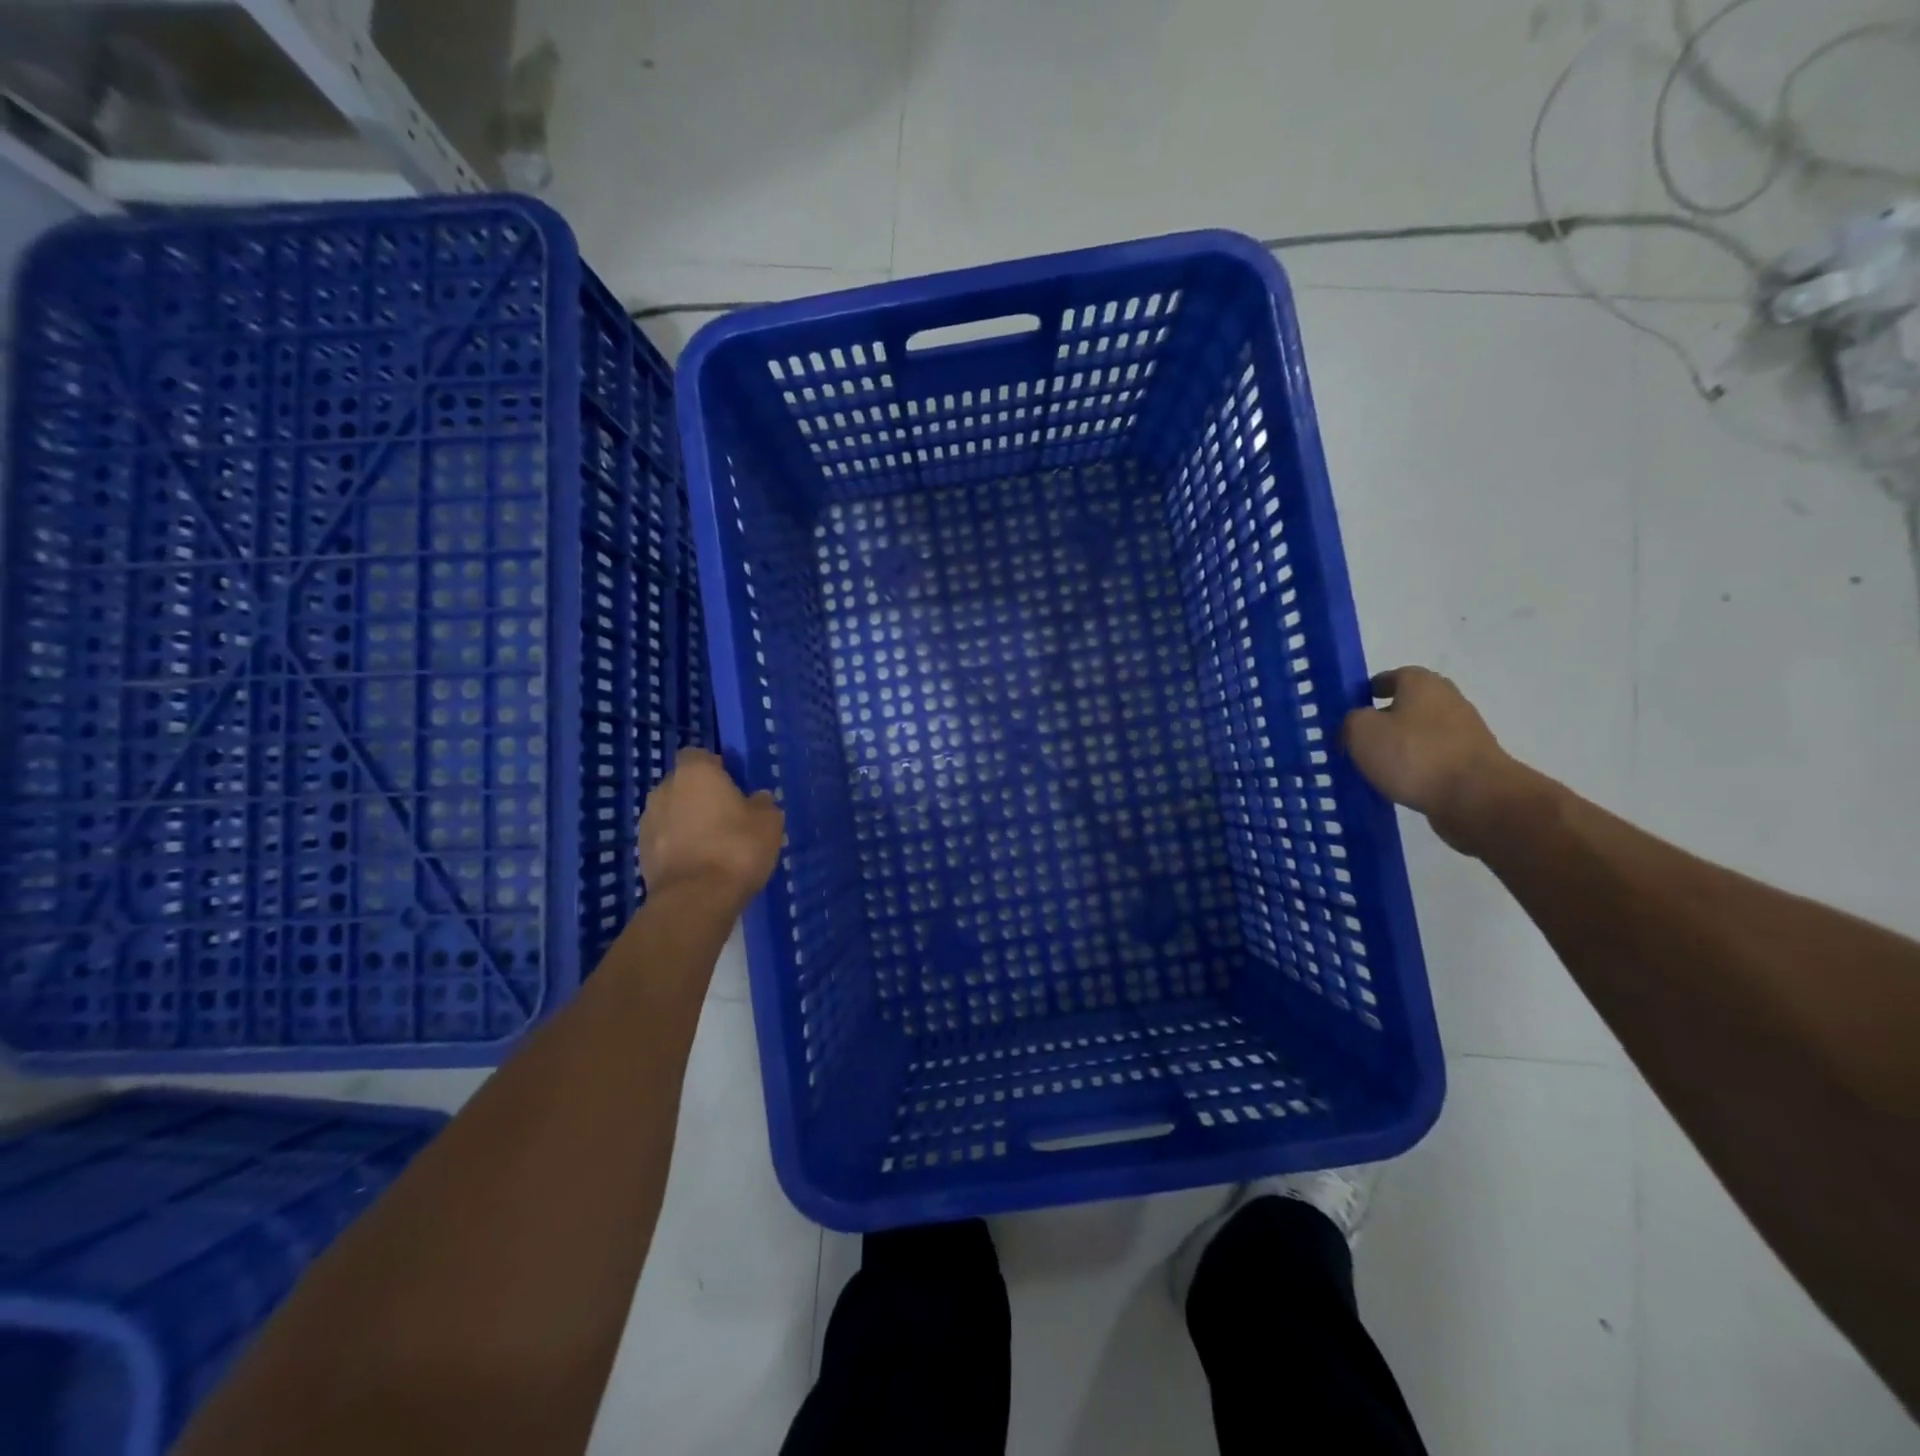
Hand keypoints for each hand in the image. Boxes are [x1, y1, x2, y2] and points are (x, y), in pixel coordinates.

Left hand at [638, 748, 783, 909]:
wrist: (695, 899)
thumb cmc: (736, 848)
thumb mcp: (769, 822)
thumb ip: (763, 804)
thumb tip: (758, 799)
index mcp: (695, 773)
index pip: (699, 755)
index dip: (716, 767)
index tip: (733, 784)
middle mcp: (664, 789)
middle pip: (684, 784)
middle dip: (701, 796)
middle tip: (728, 816)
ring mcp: (648, 821)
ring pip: (672, 812)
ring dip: (688, 821)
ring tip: (714, 844)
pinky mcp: (641, 852)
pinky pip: (665, 839)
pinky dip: (678, 845)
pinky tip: (700, 863)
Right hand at [1340, 667, 1527, 853]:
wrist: (1476, 798)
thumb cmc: (1414, 755)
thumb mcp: (1362, 731)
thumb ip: (1351, 721)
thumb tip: (1357, 724)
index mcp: (1422, 684)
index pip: (1393, 676)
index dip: (1369, 690)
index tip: (1351, 708)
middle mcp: (1448, 700)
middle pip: (1408, 705)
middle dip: (1384, 719)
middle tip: (1358, 739)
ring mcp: (1465, 732)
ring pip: (1420, 733)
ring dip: (1400, 746)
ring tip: (1374, 767)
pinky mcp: (1472, 763)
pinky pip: (1433, 759)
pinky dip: (1416, 767)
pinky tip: (1398, 784)